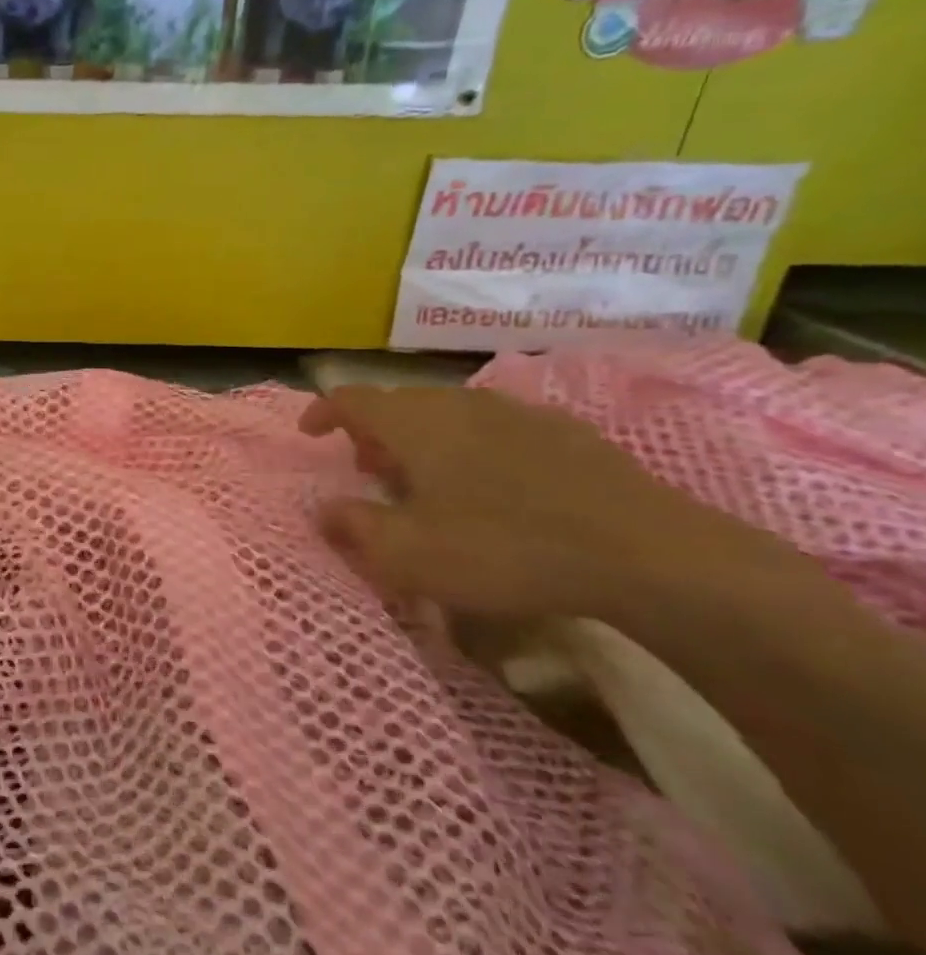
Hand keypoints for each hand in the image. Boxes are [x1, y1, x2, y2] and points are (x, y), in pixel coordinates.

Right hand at [299, 385, 792, 627]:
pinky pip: (496, 430)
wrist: (645, 555)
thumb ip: (354, 527)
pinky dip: (471, 449)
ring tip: (425, 480)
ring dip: (423, 440)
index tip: (310, 433)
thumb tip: (324, 510)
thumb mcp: (407, 554)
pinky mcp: (568, 435)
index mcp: (414, 423)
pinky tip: (491, 488)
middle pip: (401, 404)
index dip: (323, 411)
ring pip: (450, 416)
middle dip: (374, 432)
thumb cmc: (502, 548)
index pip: (352, 399)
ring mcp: (518, 415)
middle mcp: (460, 404)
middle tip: (367, 468)